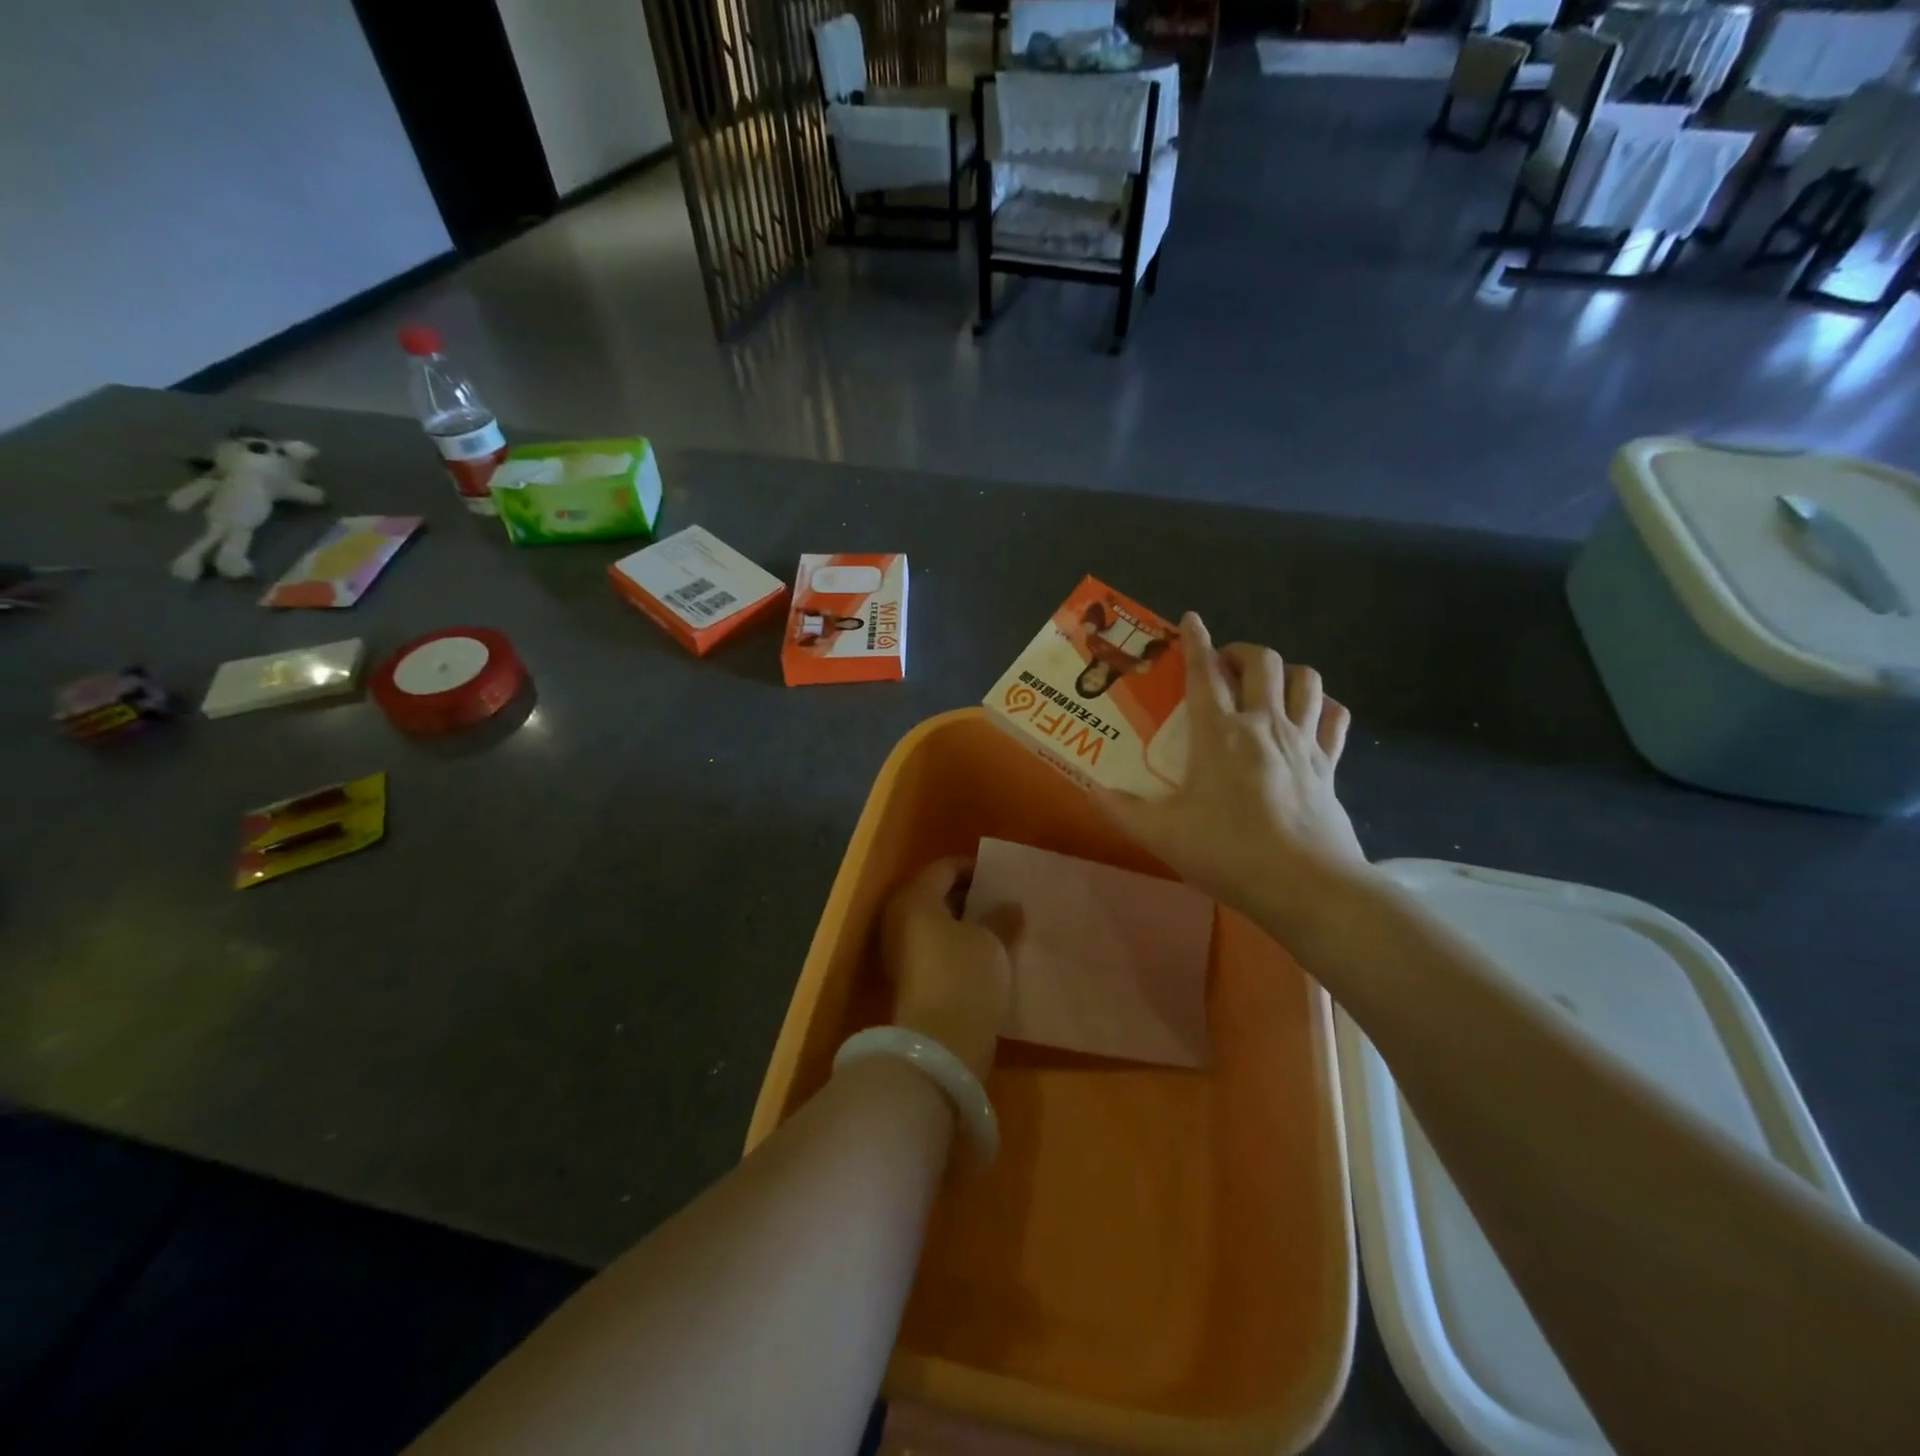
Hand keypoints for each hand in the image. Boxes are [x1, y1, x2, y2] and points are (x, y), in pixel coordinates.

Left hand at [880, 858, 1016, 1079]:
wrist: (940, 1043)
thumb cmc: (964, 976)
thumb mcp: (991, 941)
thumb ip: (1001, 918)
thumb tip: (1010, 906)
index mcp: (916, 899)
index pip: (944, 868)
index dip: (973, 868)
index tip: (999, 878)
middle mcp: (900, 919)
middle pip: (935, 895)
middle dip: (968, 897)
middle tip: (1000, 902)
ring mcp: (900, 951)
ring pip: (935, 924)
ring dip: (963, 923)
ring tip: (997, 928)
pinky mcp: (909, 978)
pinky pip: (934, 948)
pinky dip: (956, 945)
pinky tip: (984, 954)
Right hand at [1095, 613, 1365, 921]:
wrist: (1306, 886)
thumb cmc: (1229, 853)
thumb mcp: (1163, 835)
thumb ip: (1123, 809)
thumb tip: (1093, 790)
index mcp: (1220, 733)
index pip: (1205, 671)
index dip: (1195, 640)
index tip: (1190, 618)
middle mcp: (1264, 724)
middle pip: (1262, 661)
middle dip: (1241, 651)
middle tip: (1223, 666)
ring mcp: (1303, 741)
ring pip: (1306, 679)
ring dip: (1285, 672)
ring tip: (1266, 686)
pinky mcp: (1330, 764)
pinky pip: (1336, 718)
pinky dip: (1323, 707)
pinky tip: (1310, 717)